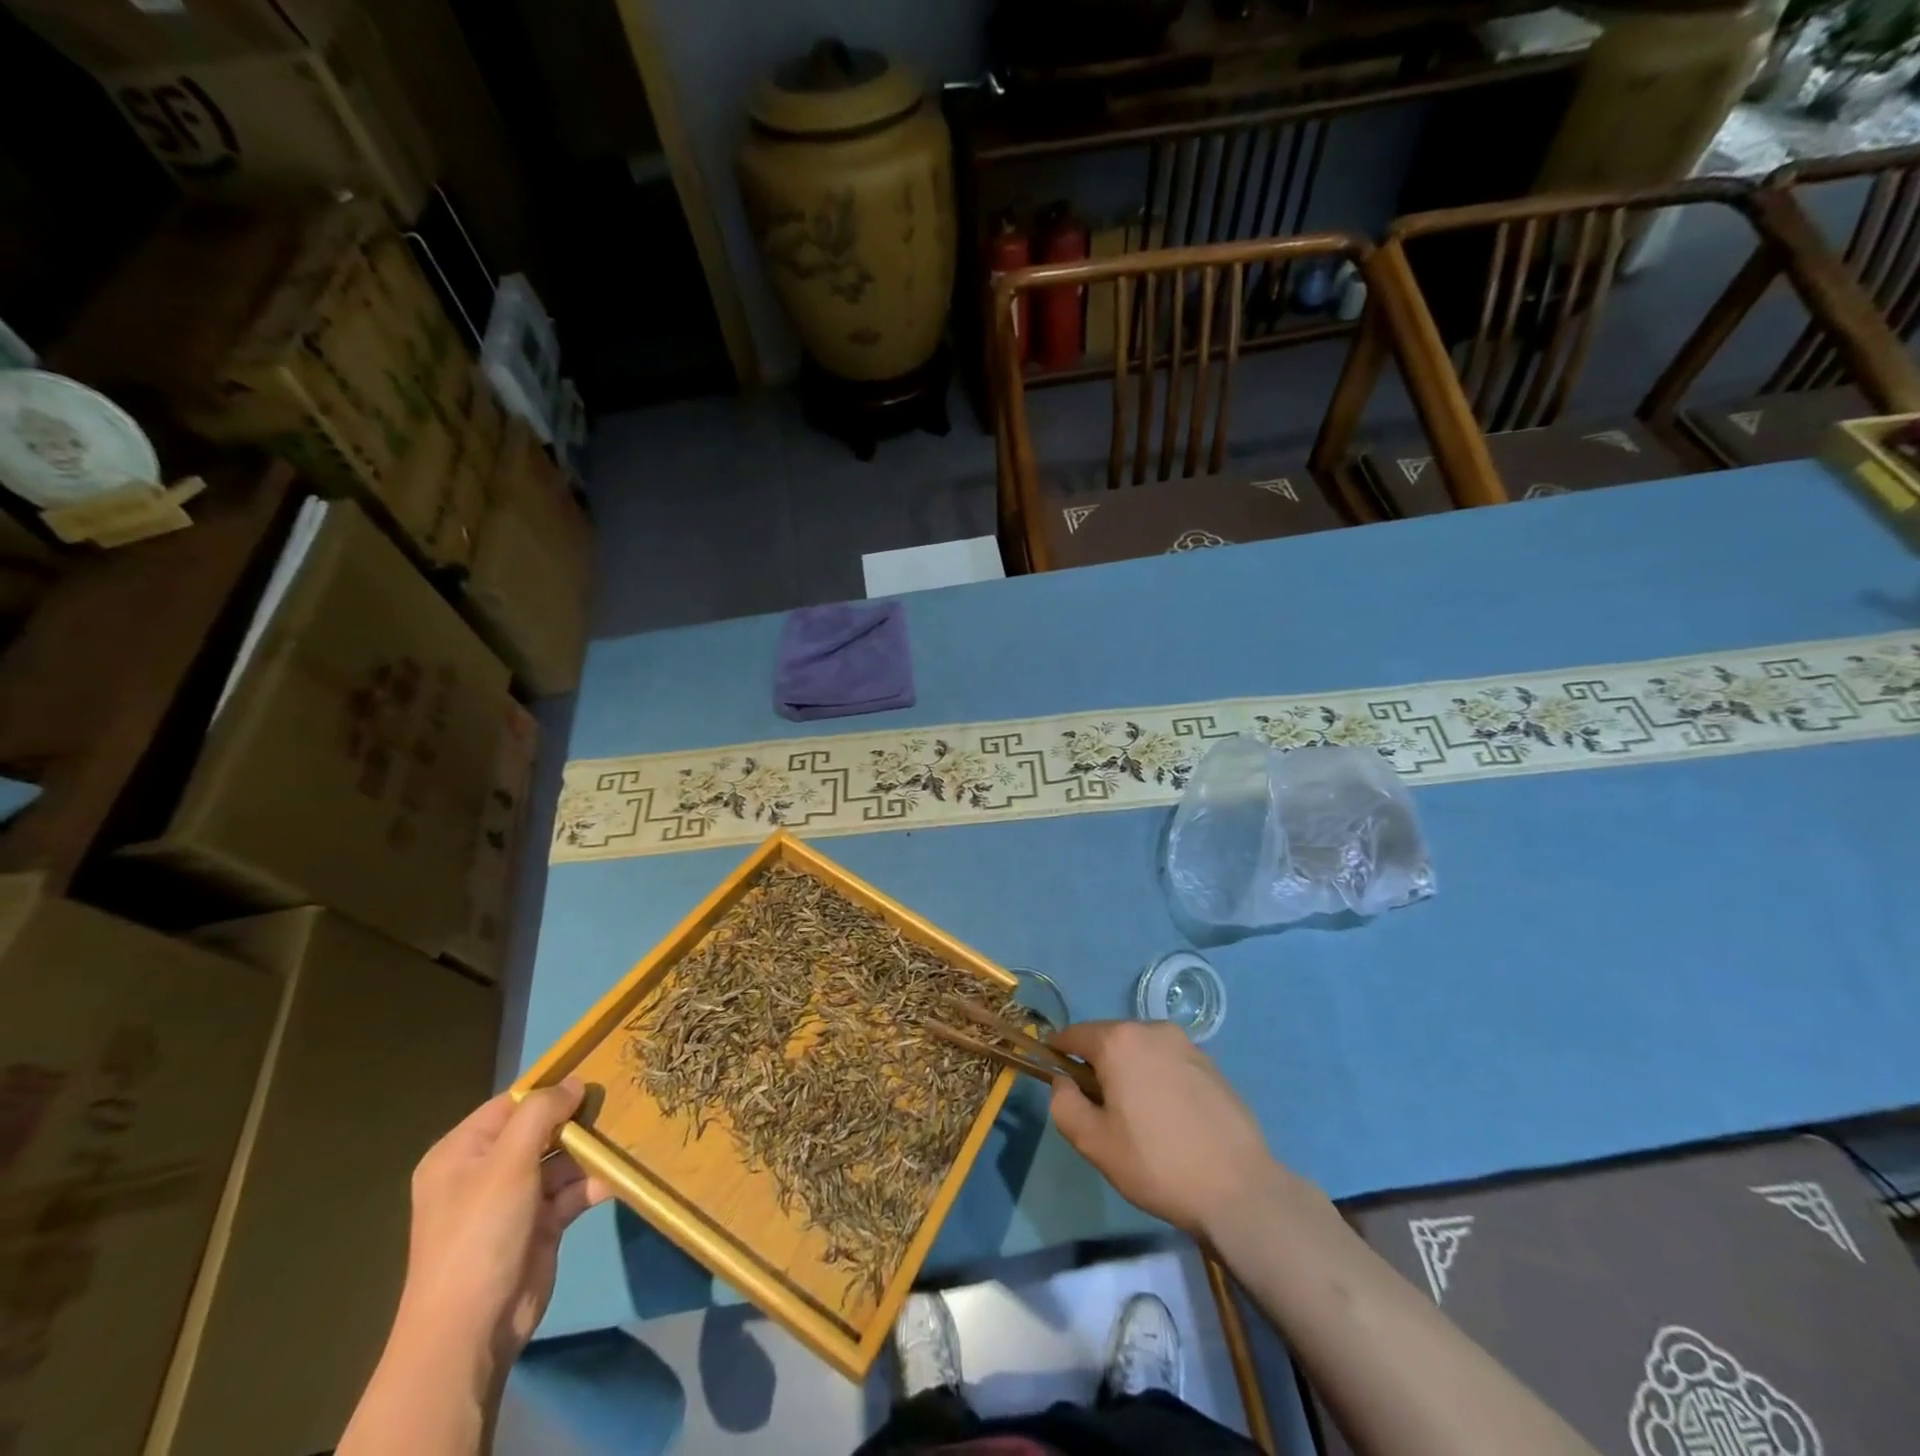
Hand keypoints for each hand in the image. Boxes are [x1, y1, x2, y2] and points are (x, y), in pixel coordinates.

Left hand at [396, 1079, 611, 1375]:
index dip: (550, 1088)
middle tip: (622, 1095)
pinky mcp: (541, 1224)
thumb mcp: (508, 1162)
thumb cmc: (480, 1232)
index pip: (511, 1104)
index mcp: (462, 1153)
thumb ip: (541, 1113)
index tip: (595, 1070)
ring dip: (592, 1149)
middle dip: (578, 1117)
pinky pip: (572, 1190)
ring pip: (562, 1158)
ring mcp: (515, 1199)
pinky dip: (594, 1180)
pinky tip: (623, 1169)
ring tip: (630, 1128)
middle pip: (541, 1129)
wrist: (471, 1330)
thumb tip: (575, 1081)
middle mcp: (487, 1171)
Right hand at [1048, 1020, 1282, 1236]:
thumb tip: (1063, 1081)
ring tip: (1138, 1116)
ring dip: (1130, 1070)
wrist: (1238, 1189)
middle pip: (1110, 1039)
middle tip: (1099, 1108)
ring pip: (1142, 1049)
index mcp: (1119, 1041)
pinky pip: (1170, 1062)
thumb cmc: (1156, 1164)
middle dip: (1098, 1064)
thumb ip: (1064, 1104)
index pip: (1075, 1034)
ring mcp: (1187, 1045)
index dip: (1059, 1052)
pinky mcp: (1211, 1065)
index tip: (1056, 1075)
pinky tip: (1170, 1118)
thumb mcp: (1094, 1143)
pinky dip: (1159, 1078)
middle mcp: (1153, 1030)